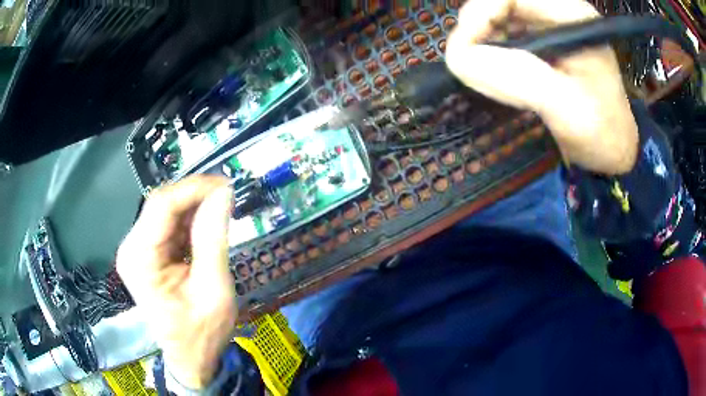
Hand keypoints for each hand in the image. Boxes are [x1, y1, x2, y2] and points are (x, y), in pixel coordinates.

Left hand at [117, 176, 235, 388]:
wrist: (190, 357)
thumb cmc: (201, 333)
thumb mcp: (213, 289)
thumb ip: (213, 239)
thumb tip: (223, 193)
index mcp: (141, 259)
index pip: (162, 205)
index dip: (195, 188)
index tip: (227, 185)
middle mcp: (131, 248)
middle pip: (161, 204)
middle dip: (195, 195)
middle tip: (228, 195)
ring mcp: (136, 249)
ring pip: (165, 210)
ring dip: (194, 207)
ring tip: (221, 210)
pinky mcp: (145, 252)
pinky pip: (167, 224)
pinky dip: (189, 220)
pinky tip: (206, 225)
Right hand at [446, 0, 638, 174]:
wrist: (611, 150)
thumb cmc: (602, 132)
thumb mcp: (566, 107)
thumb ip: (516, 77)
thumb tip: (458, 59)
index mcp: (572, 15)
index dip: (480, 14)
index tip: (464, 51)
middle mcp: (556, 12)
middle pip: (498, 3)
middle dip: (479, 32)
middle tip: (472, 67)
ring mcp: (546, 26)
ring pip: (494, 19)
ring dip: (482, 45)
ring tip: (488, 78)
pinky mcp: (538, 42)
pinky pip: (500, 37)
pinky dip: (489, 56)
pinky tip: (497, 78)